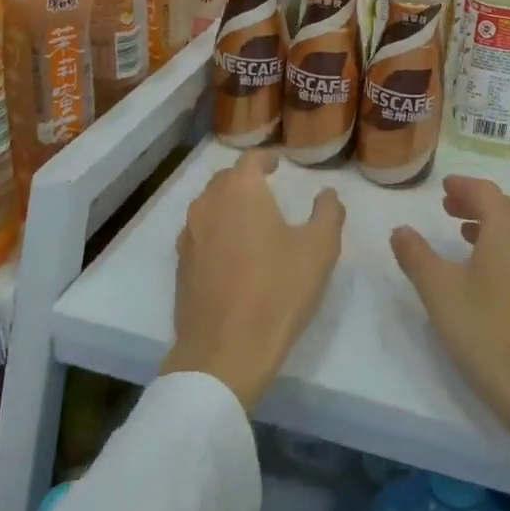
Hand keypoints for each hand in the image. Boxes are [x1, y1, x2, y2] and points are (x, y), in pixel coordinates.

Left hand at [161, 150, 345, 409]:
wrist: (224, 350)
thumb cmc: (278, 291)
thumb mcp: (319, 250)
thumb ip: (328, 213)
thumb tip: (328, 194)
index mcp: (240, 191)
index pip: (250, 160)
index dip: (265, 159)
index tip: (277, 165)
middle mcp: (208, 204)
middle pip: (225, 180)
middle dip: (245, 180)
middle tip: (266, 191)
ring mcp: (189, 235)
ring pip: (208, 206)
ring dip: (228, 205)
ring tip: (250, 221)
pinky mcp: (181, 265)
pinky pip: (199, 234)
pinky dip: (215, 232)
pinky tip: (232, 253)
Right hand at [390, 176, 509, 510]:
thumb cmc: (489, 333)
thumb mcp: (440, 292)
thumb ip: (416, 256)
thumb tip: (401, 229)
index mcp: (509, 230)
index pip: (486, 192)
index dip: (463, 186)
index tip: (443, 188)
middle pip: (505, 209)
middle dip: (475, 204)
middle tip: (447, 208)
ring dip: (489, 227)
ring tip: (462, 236)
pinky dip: (503, 249)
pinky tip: (486, 275)